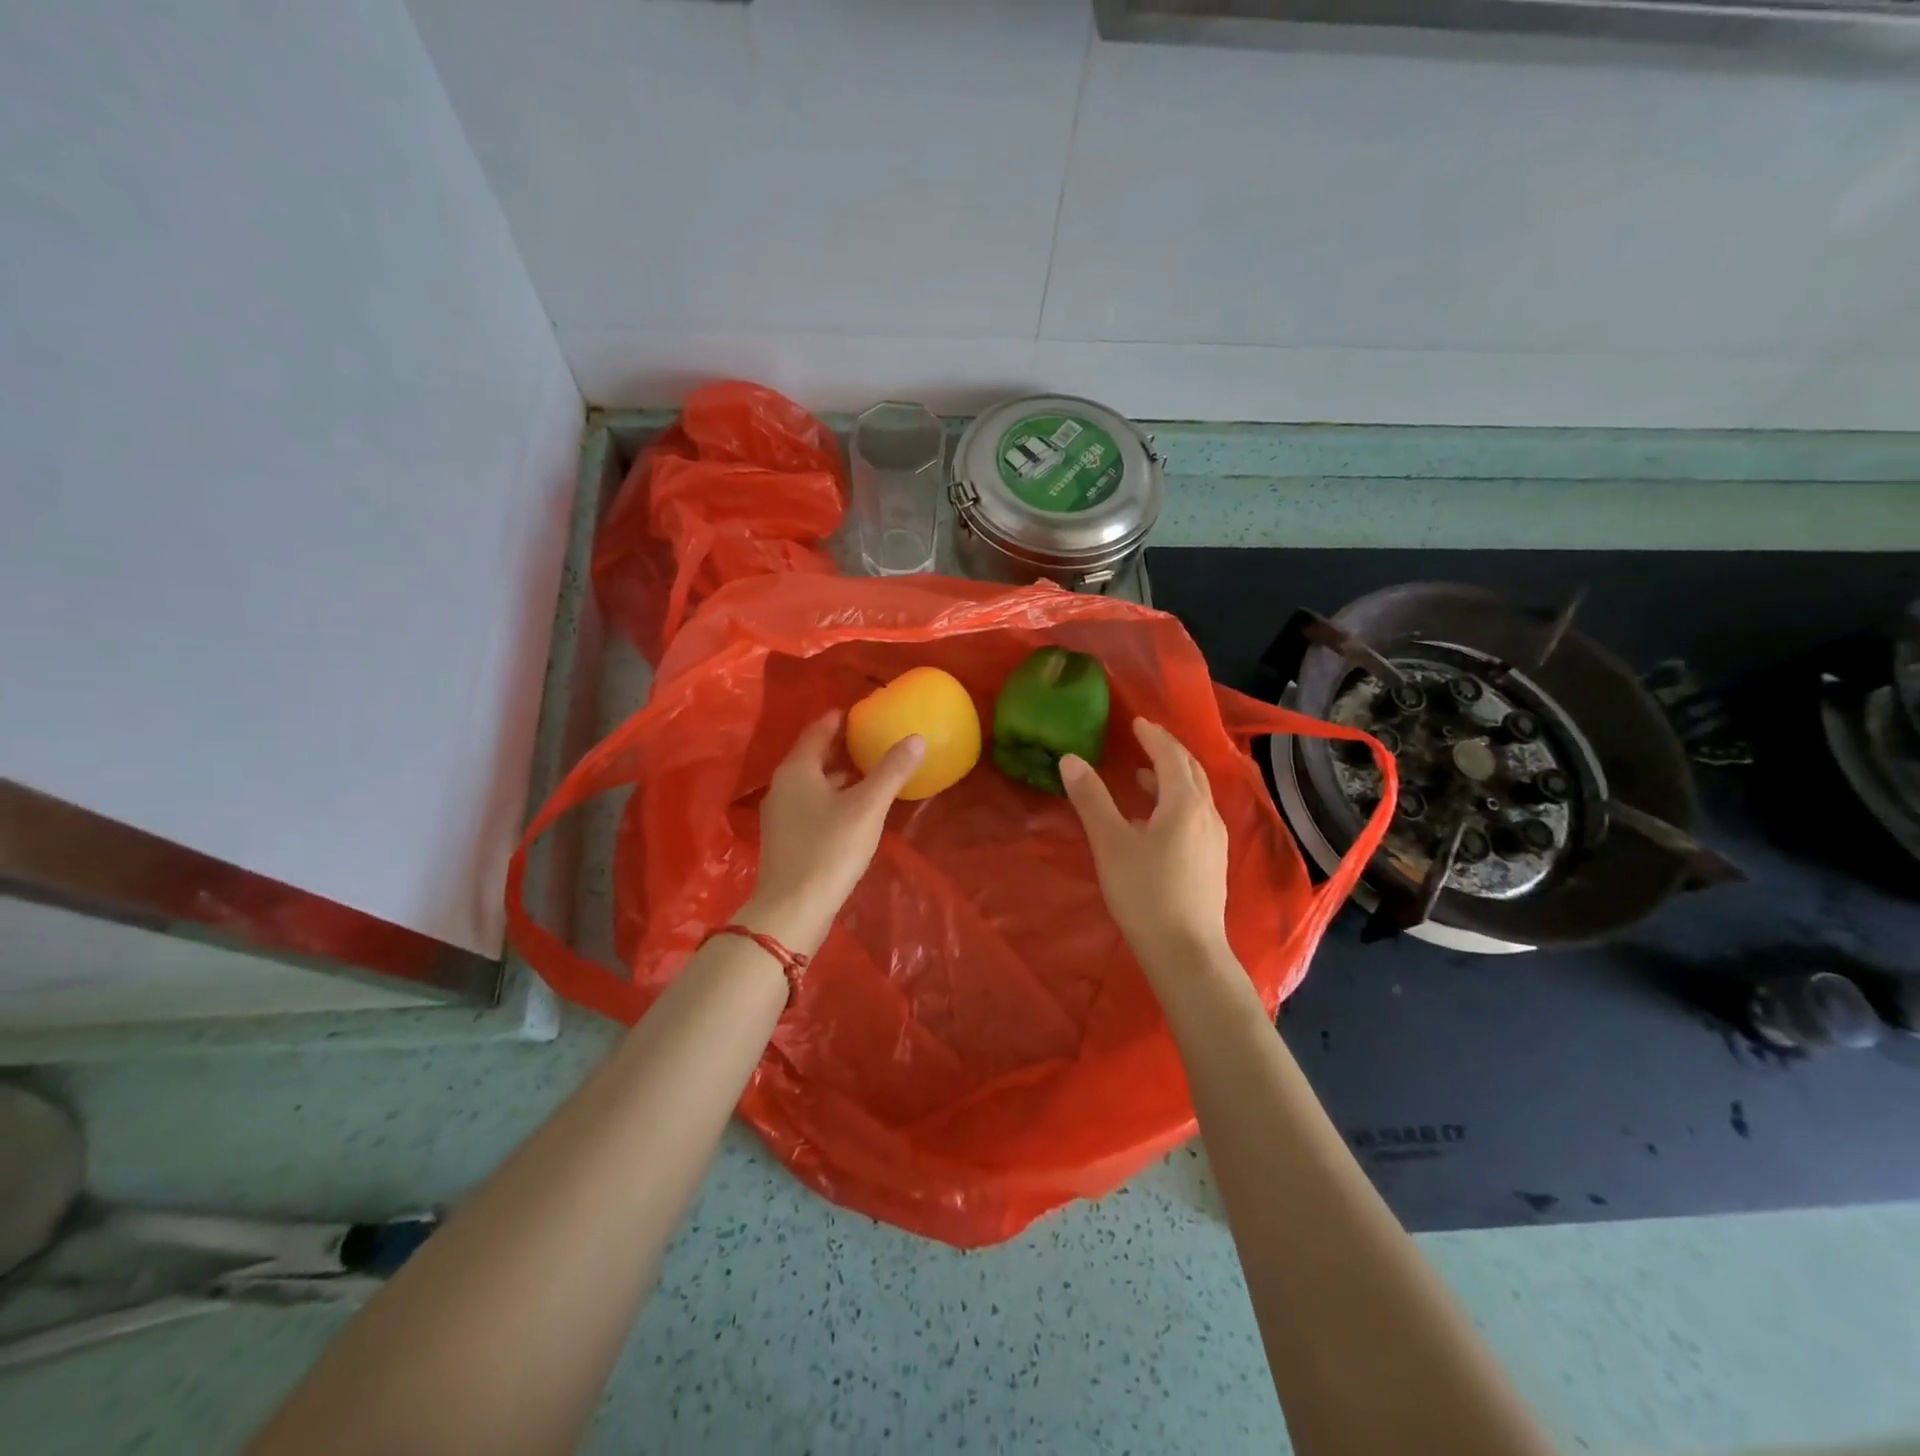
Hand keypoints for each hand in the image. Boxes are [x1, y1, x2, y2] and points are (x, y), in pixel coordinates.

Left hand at [741, 711, 924, 954]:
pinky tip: (854, 811)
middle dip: (841, 748)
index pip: (817, 731)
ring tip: (869, 773)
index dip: (838, 720)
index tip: (860, 712)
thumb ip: (891, 771)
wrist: (793, 909)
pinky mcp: (785, 840)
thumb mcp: (867, 807)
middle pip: (813, 757)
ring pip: (812, 784)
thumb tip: (916, 738)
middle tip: (872, 740)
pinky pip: (811, 806)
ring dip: (838, 776)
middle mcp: (782, 786)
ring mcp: (780, 815)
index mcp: (797, 770)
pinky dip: (832, 798)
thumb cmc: (830, 849)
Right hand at [1061, 718, 1230, 971]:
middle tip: (1145, 739)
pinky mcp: (1213, 862)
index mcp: (1184, 803)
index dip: (1153, 737)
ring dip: (1173, 778)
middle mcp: (1206, 814)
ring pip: (1196, 794)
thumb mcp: (1111, 843)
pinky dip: (1177, 801)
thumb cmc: (1145, 893)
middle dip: (1169, 751)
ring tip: (1144, 777)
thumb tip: (1071, 759)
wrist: (1187, 952)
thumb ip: (1092, 799)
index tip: (1137, 722)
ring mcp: (1214, 840)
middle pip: (1191, 771)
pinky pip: (1196, 815)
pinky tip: (1157, 821)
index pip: (1170, 756)